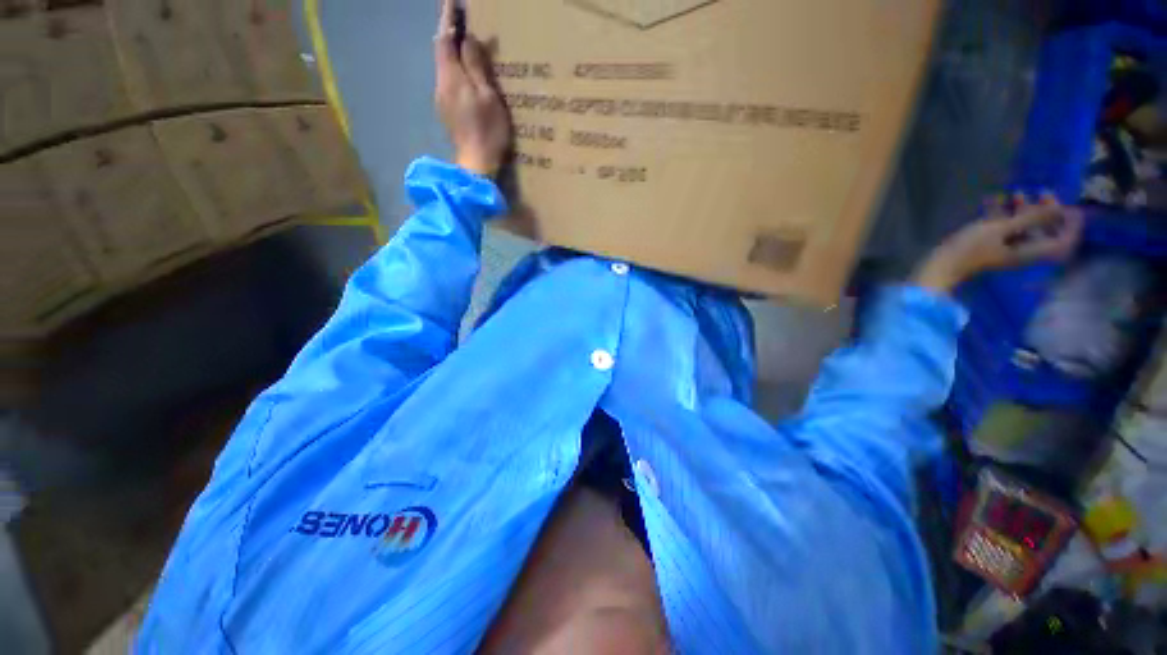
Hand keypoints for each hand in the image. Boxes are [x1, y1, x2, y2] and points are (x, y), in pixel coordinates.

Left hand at [434, 0, 510, 176]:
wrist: (476, 165)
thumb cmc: (487, 131)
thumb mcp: (488, 97)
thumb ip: (476, 67)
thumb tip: (467, 39)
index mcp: (451, 77)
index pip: (444, 38)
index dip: (447, 18)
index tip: (452, 1)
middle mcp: (441, 84)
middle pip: (441, 51)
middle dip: (448, 32)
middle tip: (458, 18)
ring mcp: (442, 100)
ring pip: (444, 66)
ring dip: (451, 51)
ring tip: (463, 42)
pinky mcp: (446, 112)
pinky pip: (448, 81)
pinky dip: (454, 69)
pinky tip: (464, 72)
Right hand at [913, 191, 1083, 292]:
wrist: (941, 265)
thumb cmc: (971, 250)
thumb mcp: (1001, 230)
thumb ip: (1032, 218)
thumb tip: (1058, 208)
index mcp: (1031, 251)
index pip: (1063, 241)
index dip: (1071, 224)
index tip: (1071, 205)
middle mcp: (1024, 250)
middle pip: (1045, 231)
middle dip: (1046, 210)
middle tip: (1041, 191)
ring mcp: (1006, 247)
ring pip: (1025, 227)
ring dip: (1023, 209)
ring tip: (1015, 192)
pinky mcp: (990, 244)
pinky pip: (1004, 227)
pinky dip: (1003, 213)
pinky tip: (993, 199)